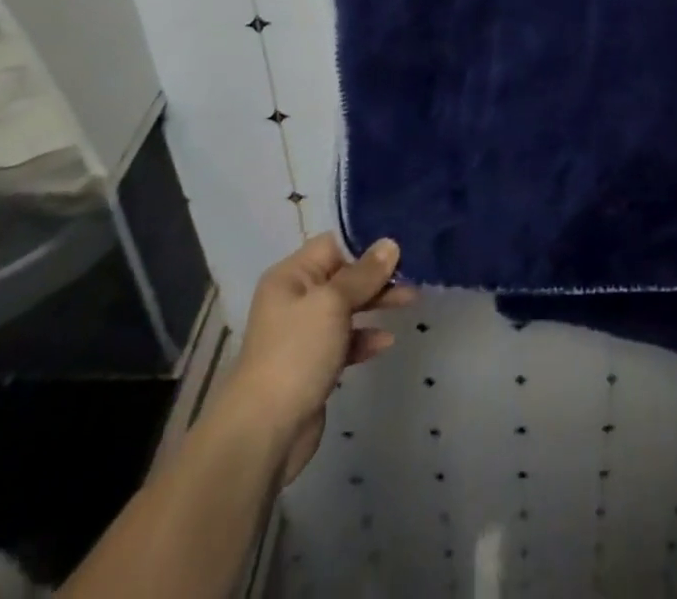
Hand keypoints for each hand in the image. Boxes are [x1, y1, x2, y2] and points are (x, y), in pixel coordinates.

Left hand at [227, 233, 415, 484]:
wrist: (264, 433)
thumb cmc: (297, 353)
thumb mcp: (333, 303)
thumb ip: (364, 273)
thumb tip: (390, 243)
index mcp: (291, 277)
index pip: (332, 245)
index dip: (364, 245)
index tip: (399, 249)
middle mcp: (295, 300)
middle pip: (343, 276)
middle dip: (377, 276)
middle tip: (412, 276)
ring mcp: (303, 334)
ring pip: (347, 308)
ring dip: (376, 303)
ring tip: (410, 301)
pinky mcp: (313, 365)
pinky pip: (345, 340)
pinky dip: (365, 338)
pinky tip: (386, 342)